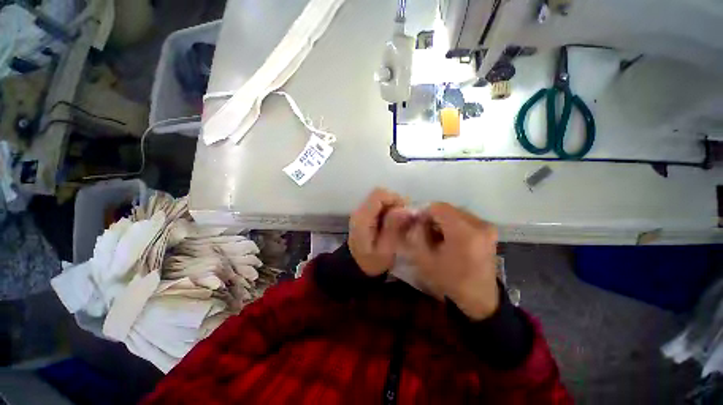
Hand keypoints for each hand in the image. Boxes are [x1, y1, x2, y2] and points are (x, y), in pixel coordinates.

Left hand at [349, 188, 413, 275]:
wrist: (356, 267)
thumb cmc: (371, 262)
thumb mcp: (385, 249)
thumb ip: (393, 227)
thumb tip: (406, 209)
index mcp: (363, 217)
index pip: (379, 194)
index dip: (395, 199)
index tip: (404, 214)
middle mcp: (360, 210)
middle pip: (380, 194)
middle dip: (396, 203)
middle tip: (403, 220)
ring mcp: (362, 211)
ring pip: (381, 198)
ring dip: (393, 207)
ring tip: (398, 223)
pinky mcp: (365, 214)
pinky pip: (380, 205)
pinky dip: (389, 210)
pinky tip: (392, 224)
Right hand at [403, 203, 498, 319]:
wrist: (479, 299)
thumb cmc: (450, 280)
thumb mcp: (425, 259)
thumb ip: (417, 234)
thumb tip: (417, 219)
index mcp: (464, 231)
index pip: (438, 207)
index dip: (424, 213)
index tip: (418, 225)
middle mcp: (479, 224)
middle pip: (448, 209)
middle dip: (433, 218)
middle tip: (425, 231)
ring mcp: (487, 227)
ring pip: (456, 213)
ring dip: (443, 221)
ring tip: (437, 236)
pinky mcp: (489, 231)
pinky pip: (465, 219)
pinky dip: (453, 224)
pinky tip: (449, 238)